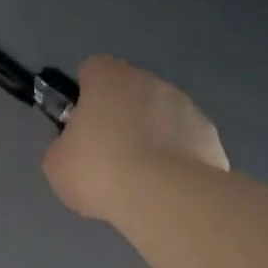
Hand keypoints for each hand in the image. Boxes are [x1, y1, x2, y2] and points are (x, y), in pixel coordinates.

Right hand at [43, 56, 227, 221]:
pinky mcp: (210, 136)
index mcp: (109, 79)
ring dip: (151, 137)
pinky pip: (185, 143)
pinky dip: (177, 159)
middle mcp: (150, 82)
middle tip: (107, 158)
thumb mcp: (58, 165)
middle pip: (129, 92)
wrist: (164, 198)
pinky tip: (166, 188)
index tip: (80, 125)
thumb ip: (63, 147)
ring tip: (140, 180)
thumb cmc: (100, 172)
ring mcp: (186, 107)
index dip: (84, 95)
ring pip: (161, 116)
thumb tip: (75, 150)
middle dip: (120, 118)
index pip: (92, 69)